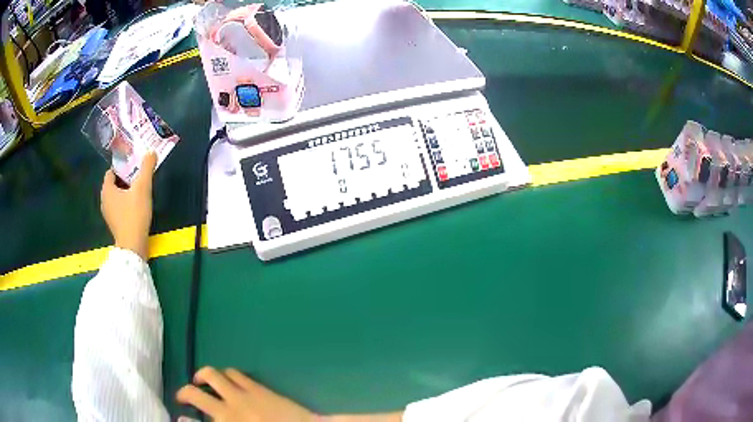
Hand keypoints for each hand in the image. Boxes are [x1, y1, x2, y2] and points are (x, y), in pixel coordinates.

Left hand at [100, 152, 156, 259]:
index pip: (112, 171)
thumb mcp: (143, 188)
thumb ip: (146, 168)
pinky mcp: (114, 224)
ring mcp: (108, 214)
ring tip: (139, 189)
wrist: (133, 246)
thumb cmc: (134, 215)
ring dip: (126, 191)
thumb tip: (151, 152)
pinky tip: (136, 205)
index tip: (134, 165)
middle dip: (125, 178)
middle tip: (138, 175)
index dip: (122, 166)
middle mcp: (104, 200)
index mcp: (107, 189)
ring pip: (116, 196)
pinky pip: (118, 207)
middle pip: (114, 183)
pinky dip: (125, 203)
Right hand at [177, 367, 315, 421]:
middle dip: (185, 393)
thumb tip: (197, 420)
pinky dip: (225, 374)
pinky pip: (235, 373)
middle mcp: (229, 408)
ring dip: (203, 377)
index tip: (179, 415)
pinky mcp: (258, 387)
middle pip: (196, 394)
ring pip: (213, 375)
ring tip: (202, 381)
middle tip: (184, 396)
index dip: (183, 419)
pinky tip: (227, 379)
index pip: (195, 418)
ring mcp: (243, 395)